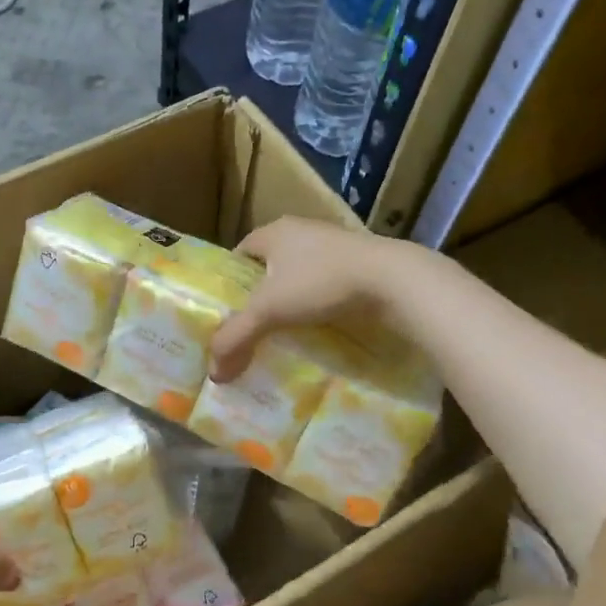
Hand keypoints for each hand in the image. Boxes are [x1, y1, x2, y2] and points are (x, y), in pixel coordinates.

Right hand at [208, 219, 411, 382]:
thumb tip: (213, 374)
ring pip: (299, 275)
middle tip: (250, 327)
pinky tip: (316, 328)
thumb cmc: (321, 282)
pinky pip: (325, 285)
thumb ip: (236, 339)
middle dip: (259, 294)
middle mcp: (301, 231)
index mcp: (274, 232)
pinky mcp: (358, 264)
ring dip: (291, 300)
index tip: (225, 311)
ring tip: (281, 332)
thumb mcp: (269, 311)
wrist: (392, 280)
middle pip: (269, 266)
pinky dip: (317, 304)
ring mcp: (333, 246)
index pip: (239, 253)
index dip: (229, 281)